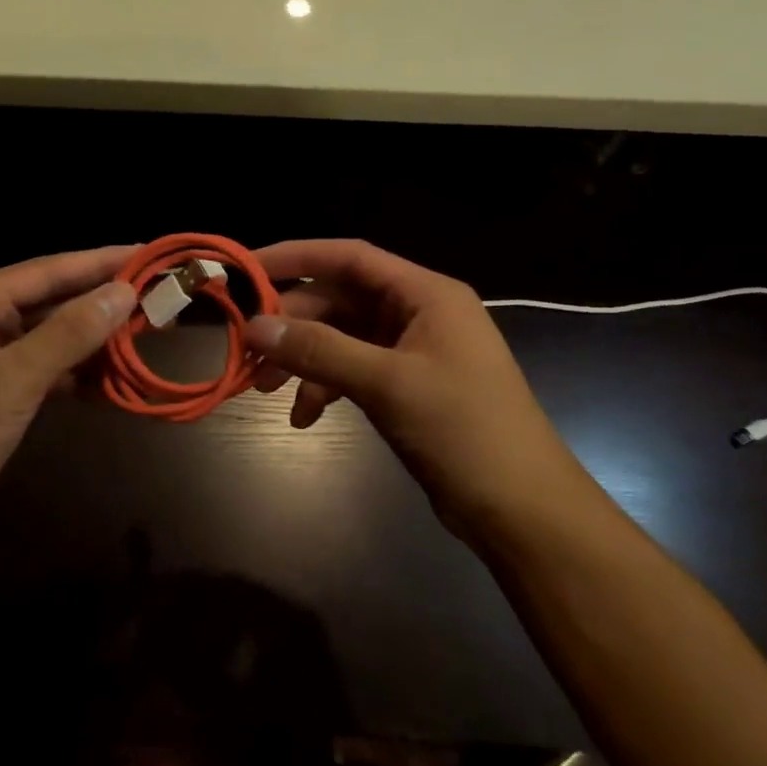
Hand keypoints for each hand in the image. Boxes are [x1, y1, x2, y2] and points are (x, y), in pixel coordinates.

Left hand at [0, 246, 136, 563]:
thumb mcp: (12, 381)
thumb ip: (69, 334)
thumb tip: (124, 292)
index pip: (47, 270)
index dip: (101, 262)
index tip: (149, 253)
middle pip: (48, 302)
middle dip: (101, 303)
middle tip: (158, 297)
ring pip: (46, 339)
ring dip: (90, 342)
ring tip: (145, 335)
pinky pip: (38, 371)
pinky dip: (71, 375)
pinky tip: (109, 380)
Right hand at [243, 240, 592, 539]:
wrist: (521, 508)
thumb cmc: (463, 430)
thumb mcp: (386, 383)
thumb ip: (319, 350)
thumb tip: (254, 326)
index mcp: (426, 294)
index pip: (349, 257)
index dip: (295, 257)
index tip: (245, 270)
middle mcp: (418, 313)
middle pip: (340, 299)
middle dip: (293, 323)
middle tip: (248, 348)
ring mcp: (413, 351)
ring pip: (341, 338)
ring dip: (304, 359)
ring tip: (265, 390)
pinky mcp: (407, 386)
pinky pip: (353, 370)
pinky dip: (325, 387)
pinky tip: (304, 416)